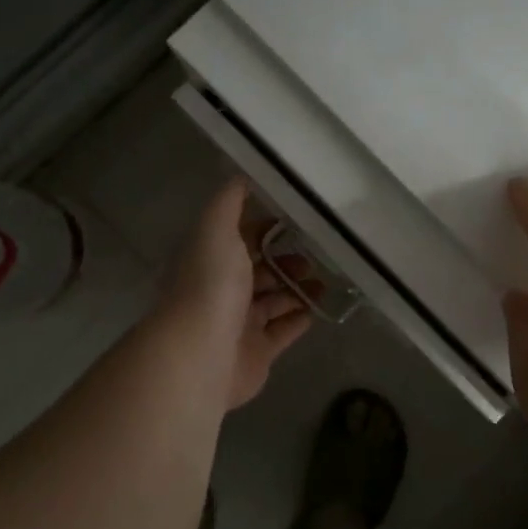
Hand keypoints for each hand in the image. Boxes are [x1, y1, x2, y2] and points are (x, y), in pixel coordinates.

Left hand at [162, 178, 314, 411]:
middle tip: (315, 256)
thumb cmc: (212, 284)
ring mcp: (239, 323)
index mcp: (211, 259)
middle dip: (286, 261)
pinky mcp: (257, 352)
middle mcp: (222, 290)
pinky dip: (298, 319)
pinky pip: (282, 332)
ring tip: (324, 282)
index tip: (296, 219)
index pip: (240, 238)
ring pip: (274, 301)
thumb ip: (229, 202)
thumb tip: (240, 175)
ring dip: (297, 289)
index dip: (265, 228)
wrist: (203, 351)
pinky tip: (317, 309)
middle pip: (259, 271)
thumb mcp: (217, 229)